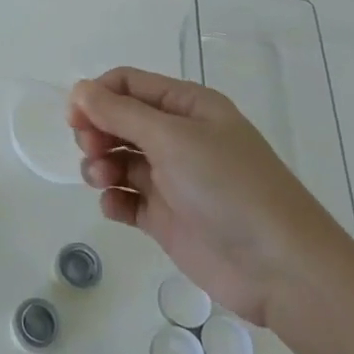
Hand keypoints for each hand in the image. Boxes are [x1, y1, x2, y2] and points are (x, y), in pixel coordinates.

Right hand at [69, 67, 353, 326]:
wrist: (279, 268)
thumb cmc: (228, 187)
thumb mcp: (172, 139)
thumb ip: (120, 113)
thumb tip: (79, 89)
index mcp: (187, 107)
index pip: (129, 85)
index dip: (97, 96)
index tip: (75, 119)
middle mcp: (178, 137)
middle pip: (118, 120)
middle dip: (97, 131)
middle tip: (92, 150)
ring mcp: (172, 178)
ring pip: (118, 158)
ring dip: (100, 164)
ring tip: (104, 180)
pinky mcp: (166, 217)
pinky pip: (126, 199)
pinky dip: (113, 199)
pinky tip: (116, 207)